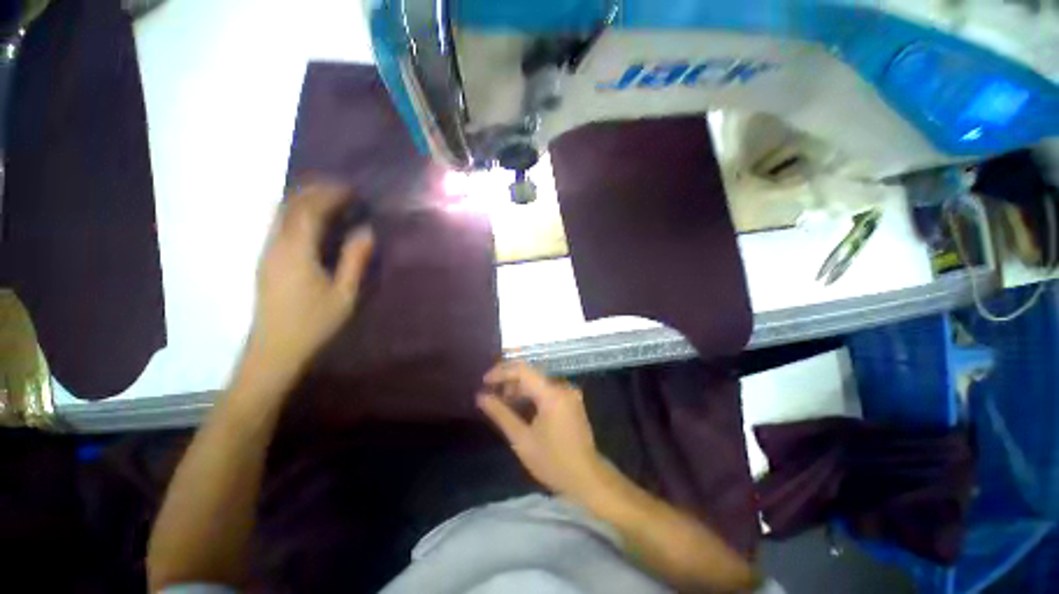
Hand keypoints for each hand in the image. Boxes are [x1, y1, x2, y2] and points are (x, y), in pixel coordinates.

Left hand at [244, 182, 373, 382]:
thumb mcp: (344, 294)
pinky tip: (313, 221)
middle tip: (341, 189)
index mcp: (296, 252)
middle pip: (289, 205)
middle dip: (314, 190)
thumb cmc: (314, 323)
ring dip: (303, 200)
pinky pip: (279, 225)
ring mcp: (267, 252)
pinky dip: (296, 213)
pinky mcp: (266, 261)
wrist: (274, 349)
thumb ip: (355, 260)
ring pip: (280, 213)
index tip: (351, 189)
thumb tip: (367, 231)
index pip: (310, 210)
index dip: (330, 194)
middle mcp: (276, 245)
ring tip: (329, 200)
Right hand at [477, 362, 606, 501]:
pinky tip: (519, 406)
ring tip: (501, 402)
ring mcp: (569, 393)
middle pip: (530, 374)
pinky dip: (531, 395)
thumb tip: (481, 397)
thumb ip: (501, 414)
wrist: (587, 478)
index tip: (484, 381)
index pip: (522, 370)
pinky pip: (546, 389)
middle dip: (508, 381)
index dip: (501, 372)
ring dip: (519, 388)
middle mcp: (562, 387)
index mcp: (552, 394)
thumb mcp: (522, 440)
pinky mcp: (571, 400)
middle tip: (490, 394)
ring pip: (538, 382)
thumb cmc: (553, 462)